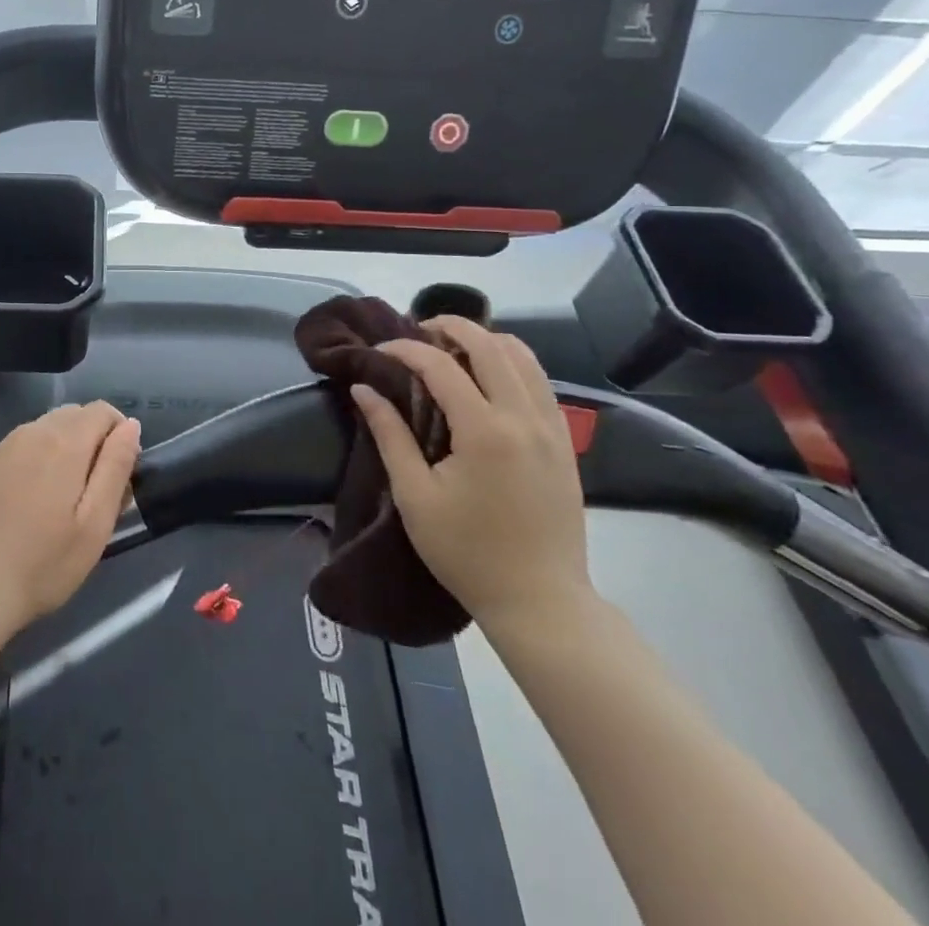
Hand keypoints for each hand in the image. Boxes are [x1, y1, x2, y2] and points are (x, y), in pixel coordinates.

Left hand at [0, 402, 141, 643]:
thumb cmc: (43, 563)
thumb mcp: (95, 523)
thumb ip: (116, 467)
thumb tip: (129, 426)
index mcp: (65, 442)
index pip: (102, 410)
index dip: (119, 433)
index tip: (119, 473)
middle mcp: (31, 432)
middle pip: (73, 416)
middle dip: (92, 440)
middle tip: (94, 490)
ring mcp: (0, 448)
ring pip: (43, 430)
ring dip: (62, 449)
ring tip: (61, 499)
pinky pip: (17, 449)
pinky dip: (32, 463)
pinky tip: (26, 504)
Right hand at [352, 316, 592, 636]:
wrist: (541, 602)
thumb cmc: (468, 552)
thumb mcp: (415, 496)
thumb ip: (389, 434)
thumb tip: (363, 388)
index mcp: (485, 431)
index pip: (440, 365)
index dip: (404, 349)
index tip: (379, 352)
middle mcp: (524, 418)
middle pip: (491, 344)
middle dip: (451, 326)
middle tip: (417, 332)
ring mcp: (552, 428)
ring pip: (524, 356)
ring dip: (485, 341)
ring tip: (452, 350)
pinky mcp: (565, 442)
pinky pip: (540, 382)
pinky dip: (511, 364)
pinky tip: (487, 381)